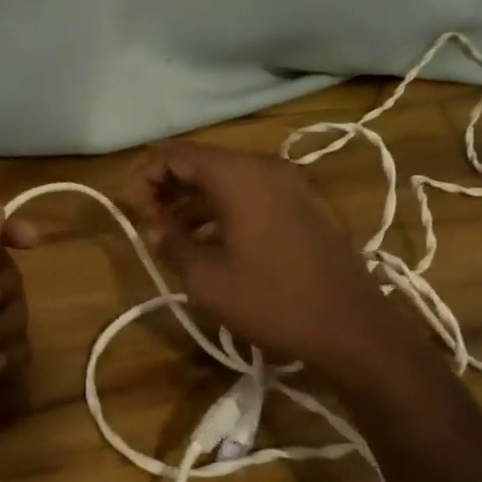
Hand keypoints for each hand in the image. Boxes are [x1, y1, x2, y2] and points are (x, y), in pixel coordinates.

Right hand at [127, 142, 410, 387]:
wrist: (352, 326)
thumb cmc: (272, 300)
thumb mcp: (207, 278)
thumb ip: (172, 243)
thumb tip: (155, 226)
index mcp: (238, 175)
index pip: (177, 155)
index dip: (146, 177)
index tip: (130, 208)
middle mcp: (265, 167)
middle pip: (203, 162)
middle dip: (169, 187)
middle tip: (148, 220)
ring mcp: (289, 183)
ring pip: (227, 178)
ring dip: (195, 200)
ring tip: (172, 234)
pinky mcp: (303, 204)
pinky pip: (251, 192)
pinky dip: (223, 207)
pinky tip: (210, 239)